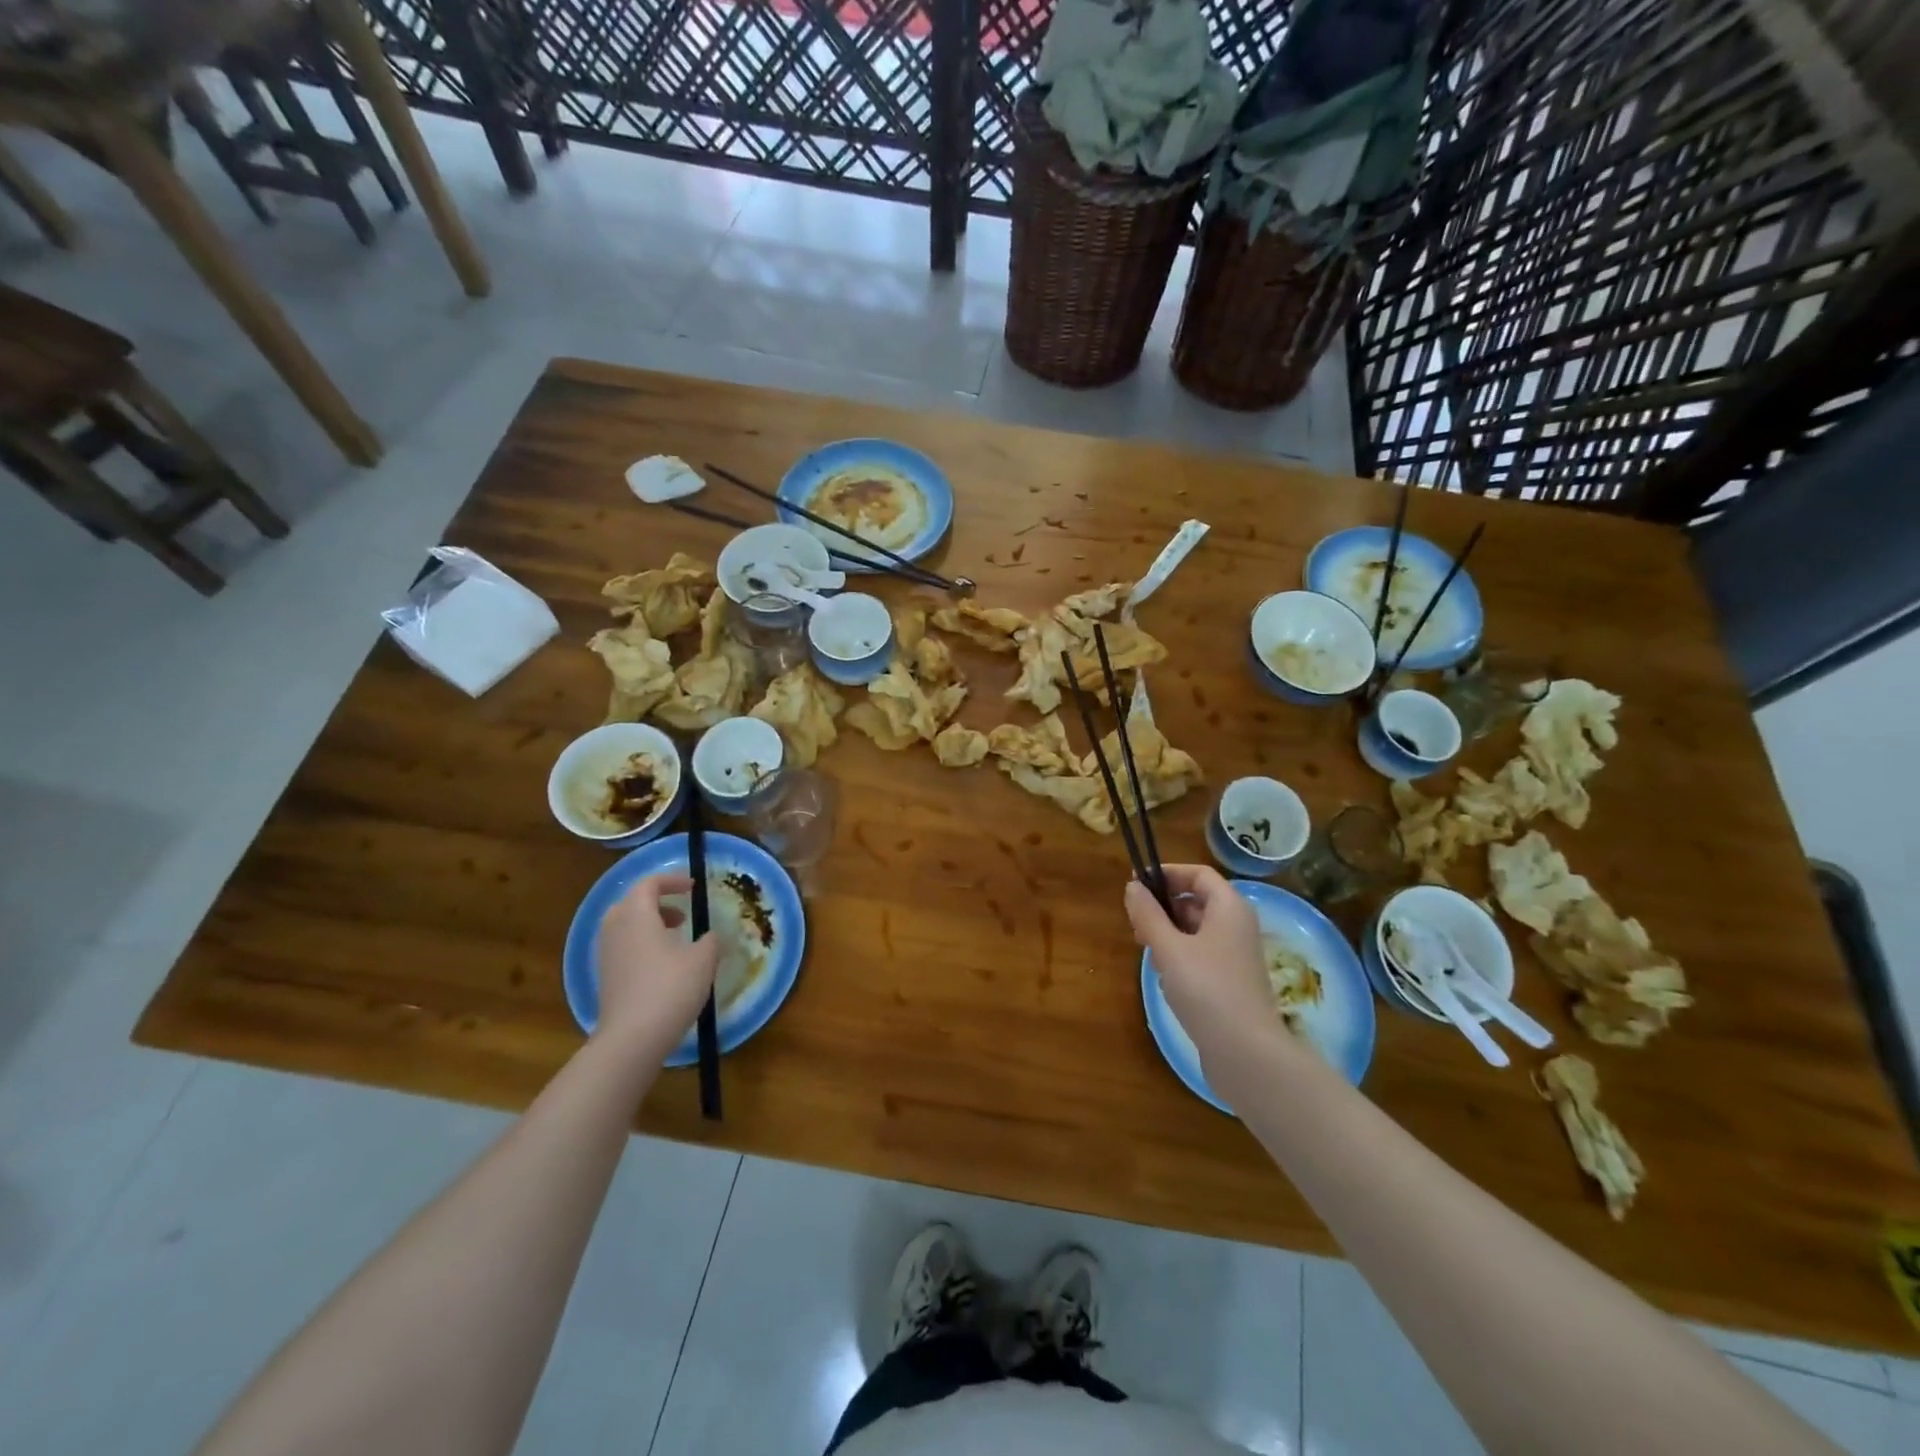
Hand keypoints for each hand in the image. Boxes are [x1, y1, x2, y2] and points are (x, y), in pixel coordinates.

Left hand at [596, 873, 719, 1053]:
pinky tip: (664, 965)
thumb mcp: (703, 960)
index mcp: (637, 915)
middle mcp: (616, 929)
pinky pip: (623, 948)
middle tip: (681, 914)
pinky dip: (642, 945)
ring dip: (649, 925)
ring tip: (676, 939)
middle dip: (657, 903)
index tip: (693, 887)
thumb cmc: (670, 988)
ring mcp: (606, 955)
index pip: (648, 884)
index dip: (671, 880)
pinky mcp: (605, 978)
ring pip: (625, 926)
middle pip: (631, 903)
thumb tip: (711, 936)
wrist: (632, 1038)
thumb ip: (710, 940)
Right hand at [1125, 865, 1276, 1049]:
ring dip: (1168, 934)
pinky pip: (1201, 955)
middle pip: (1196, 901)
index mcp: (1229, 908)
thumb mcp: (1169, 948)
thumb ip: (1148, 914)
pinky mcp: (1231, 982)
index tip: (1136, 884)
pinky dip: (1180, 957)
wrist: (1246, 1054)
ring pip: (1196, 930)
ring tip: (1147, 952)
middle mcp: (1237, 926)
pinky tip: (1165, 978)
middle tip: (1135, 924)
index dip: (1167, 873)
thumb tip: (1133, 886)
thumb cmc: (1207, 990)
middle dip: (1163, 908)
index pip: (1198, 874)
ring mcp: (1236, 956)